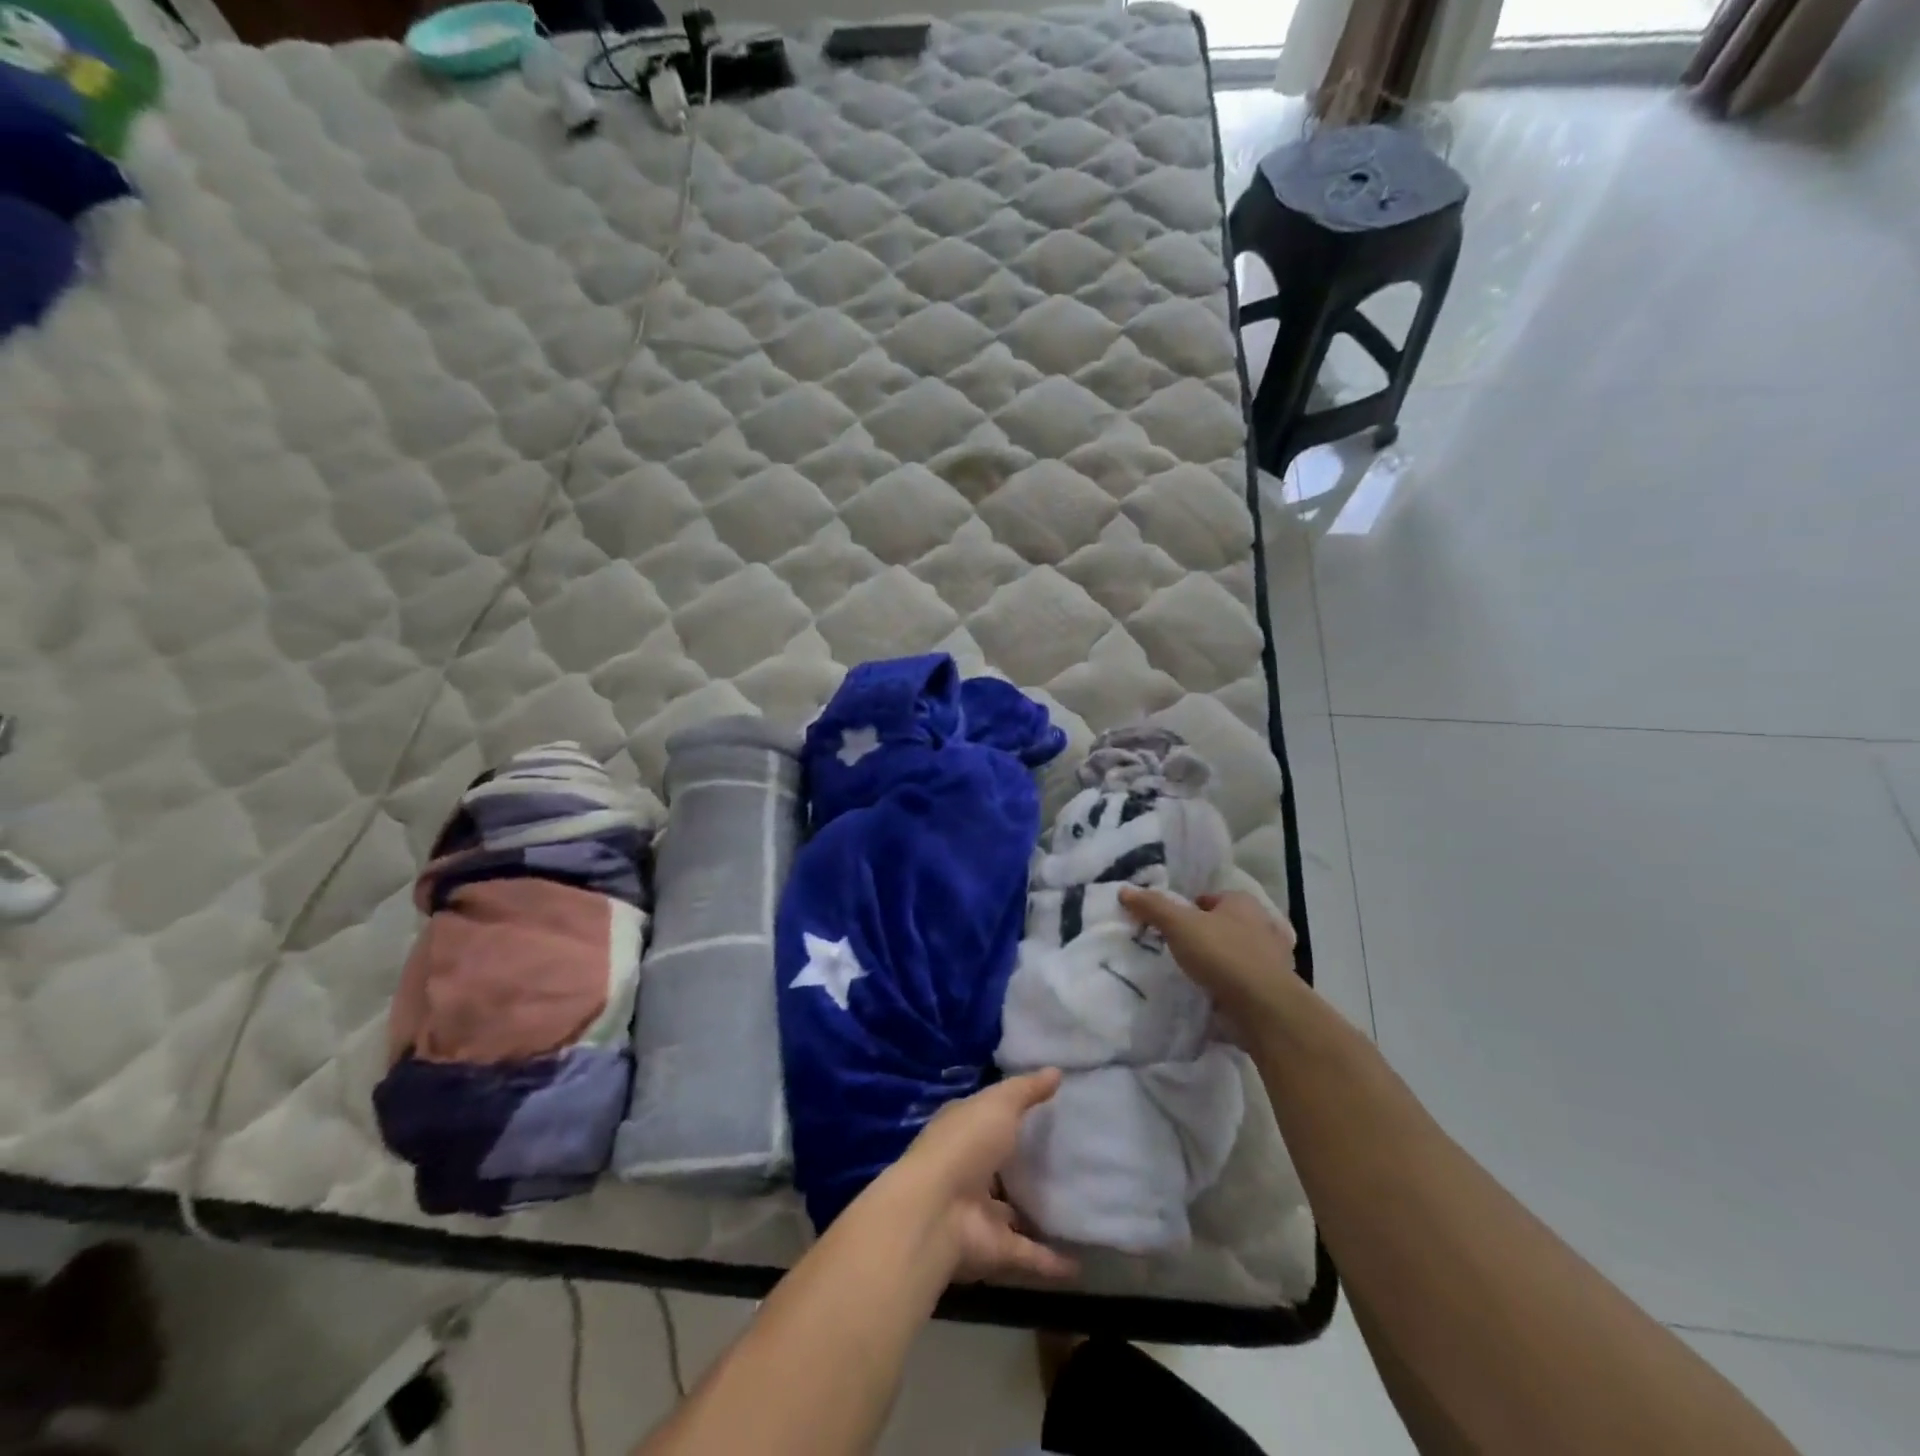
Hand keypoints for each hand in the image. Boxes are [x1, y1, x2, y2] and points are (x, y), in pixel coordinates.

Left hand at [890, 1070, 1078, 1284]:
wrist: (936, 1212)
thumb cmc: (965, 1144)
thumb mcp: (998, 1104)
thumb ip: (1026, 1090)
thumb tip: (1056, 1071)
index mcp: (963, 1130)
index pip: (987, 1117)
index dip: (1010, 1112)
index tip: (1045, 1108)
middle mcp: (968, 1169)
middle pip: (1000, 1167)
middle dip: (1024, 1165)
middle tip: (1068, 1160)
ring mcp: (979, 1212)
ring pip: (1012, 1213)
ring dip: (1036, 1214)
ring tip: (1076, 1209)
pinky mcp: (993, 1250)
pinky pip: (1028, 1255)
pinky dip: (1052, 1261)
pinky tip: (1081, 1263)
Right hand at [1119, 887, 1300, 1032]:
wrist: (1264, 1008)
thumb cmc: (1222, 954)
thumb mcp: (1179, 925)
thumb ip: (1153, 907)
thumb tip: (1124, 890)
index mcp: (1243, 903)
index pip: (1212, 898)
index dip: (1191, 908)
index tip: (1171, 925)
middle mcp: (1263, 926)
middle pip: (1226, 925)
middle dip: (1207, 935)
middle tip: (1180, 949)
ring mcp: (1272, 960)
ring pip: (1238, 954)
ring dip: (1220, 962)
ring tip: (1193, 974)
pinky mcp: (1272, 990)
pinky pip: (1244, 982)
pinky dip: (1230, 987)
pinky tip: (1211, 996)